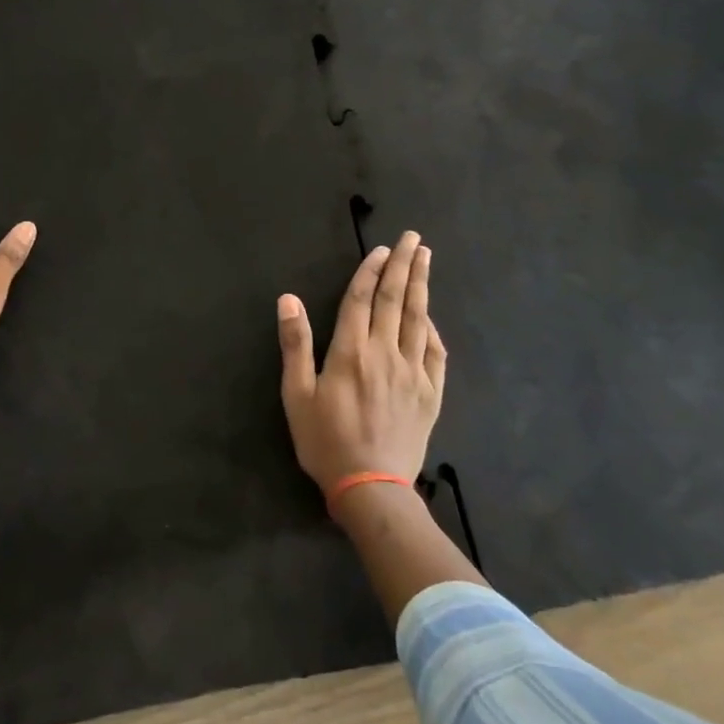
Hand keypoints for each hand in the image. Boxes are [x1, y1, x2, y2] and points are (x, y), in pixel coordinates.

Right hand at [277, 231, 445, 496]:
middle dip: (403, 266)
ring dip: (421, 286)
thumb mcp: (296, 395)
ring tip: (426, 259)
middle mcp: (385, 353)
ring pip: (418, 319)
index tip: (381, 249)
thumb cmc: (325, 440)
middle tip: (413, 238)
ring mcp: (413, 372)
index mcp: (351, 352)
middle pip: (395, 300)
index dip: (370, 271)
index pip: (361, 300)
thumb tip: (288, 299)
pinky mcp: (430, 393)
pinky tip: (431, 317)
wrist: (370, 486)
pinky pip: (435, 352)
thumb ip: (295, 344)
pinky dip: (433, 329)